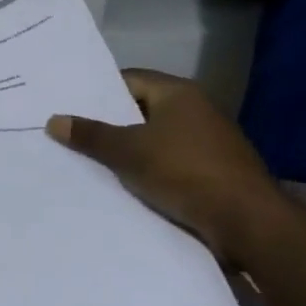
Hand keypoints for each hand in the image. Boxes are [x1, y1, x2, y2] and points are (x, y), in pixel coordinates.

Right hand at [45, 69, 285, 265]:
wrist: (252, 226)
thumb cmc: (185, 173)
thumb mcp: (128, 152)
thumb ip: (90, 135)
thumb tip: (53, 120)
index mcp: (179, 93)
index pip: (128, 80)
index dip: (98, 92)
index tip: (71, 106)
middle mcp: (198, 110)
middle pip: (142, 110)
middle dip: (111, 124)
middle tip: (74, 133)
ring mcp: (212, 143)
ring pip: (157, 139)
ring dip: (132, 150)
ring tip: (94, 161)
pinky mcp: (219, 173)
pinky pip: (173, 163)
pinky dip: (152, 170)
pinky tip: (129, 185)